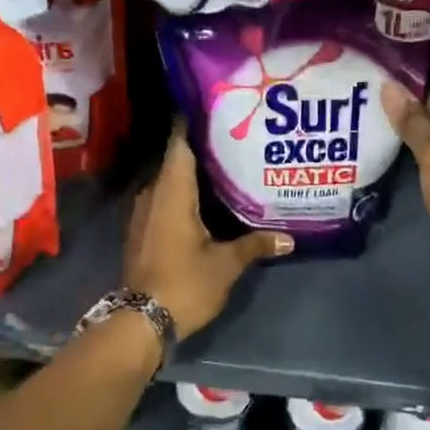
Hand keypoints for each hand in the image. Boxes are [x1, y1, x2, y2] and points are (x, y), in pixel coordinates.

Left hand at [124, 128, 292, 336]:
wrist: (140, 322)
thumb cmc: (184, 284)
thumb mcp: (226, 264)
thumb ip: (255, 245)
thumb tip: (288, 238)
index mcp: (172, 192)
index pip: (180, 142)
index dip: (195, 121)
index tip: (218, 107)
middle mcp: (153, 194)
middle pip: (177, 159)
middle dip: (204, 148)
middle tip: (237, 138)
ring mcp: (144, 213)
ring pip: (171, 181)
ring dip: (195, 174)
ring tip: (229, 166)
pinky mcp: (143, 231)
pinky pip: (166, 200)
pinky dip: (186, 195)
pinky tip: (210, 201)